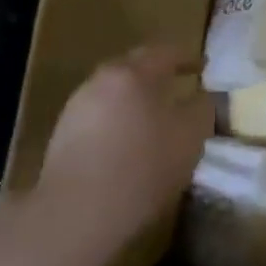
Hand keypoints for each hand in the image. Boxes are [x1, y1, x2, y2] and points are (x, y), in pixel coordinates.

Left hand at [29, 46, 213, 253]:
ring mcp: (76, 108)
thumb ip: (203, 107)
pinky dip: (118, 121)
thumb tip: (202, 95)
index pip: (167, 52)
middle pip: (135, 68)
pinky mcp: (62, 137)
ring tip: (156, 118)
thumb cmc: (145, 165)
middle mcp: (101, 81)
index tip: (204, 68)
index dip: (189, 59)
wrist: (78, 214)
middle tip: (179, 87)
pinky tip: (129, 144)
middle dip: (159, 74)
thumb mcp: (192, 134)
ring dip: (136, 99)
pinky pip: (100, 117)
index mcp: (134, 73)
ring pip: (115, 93)